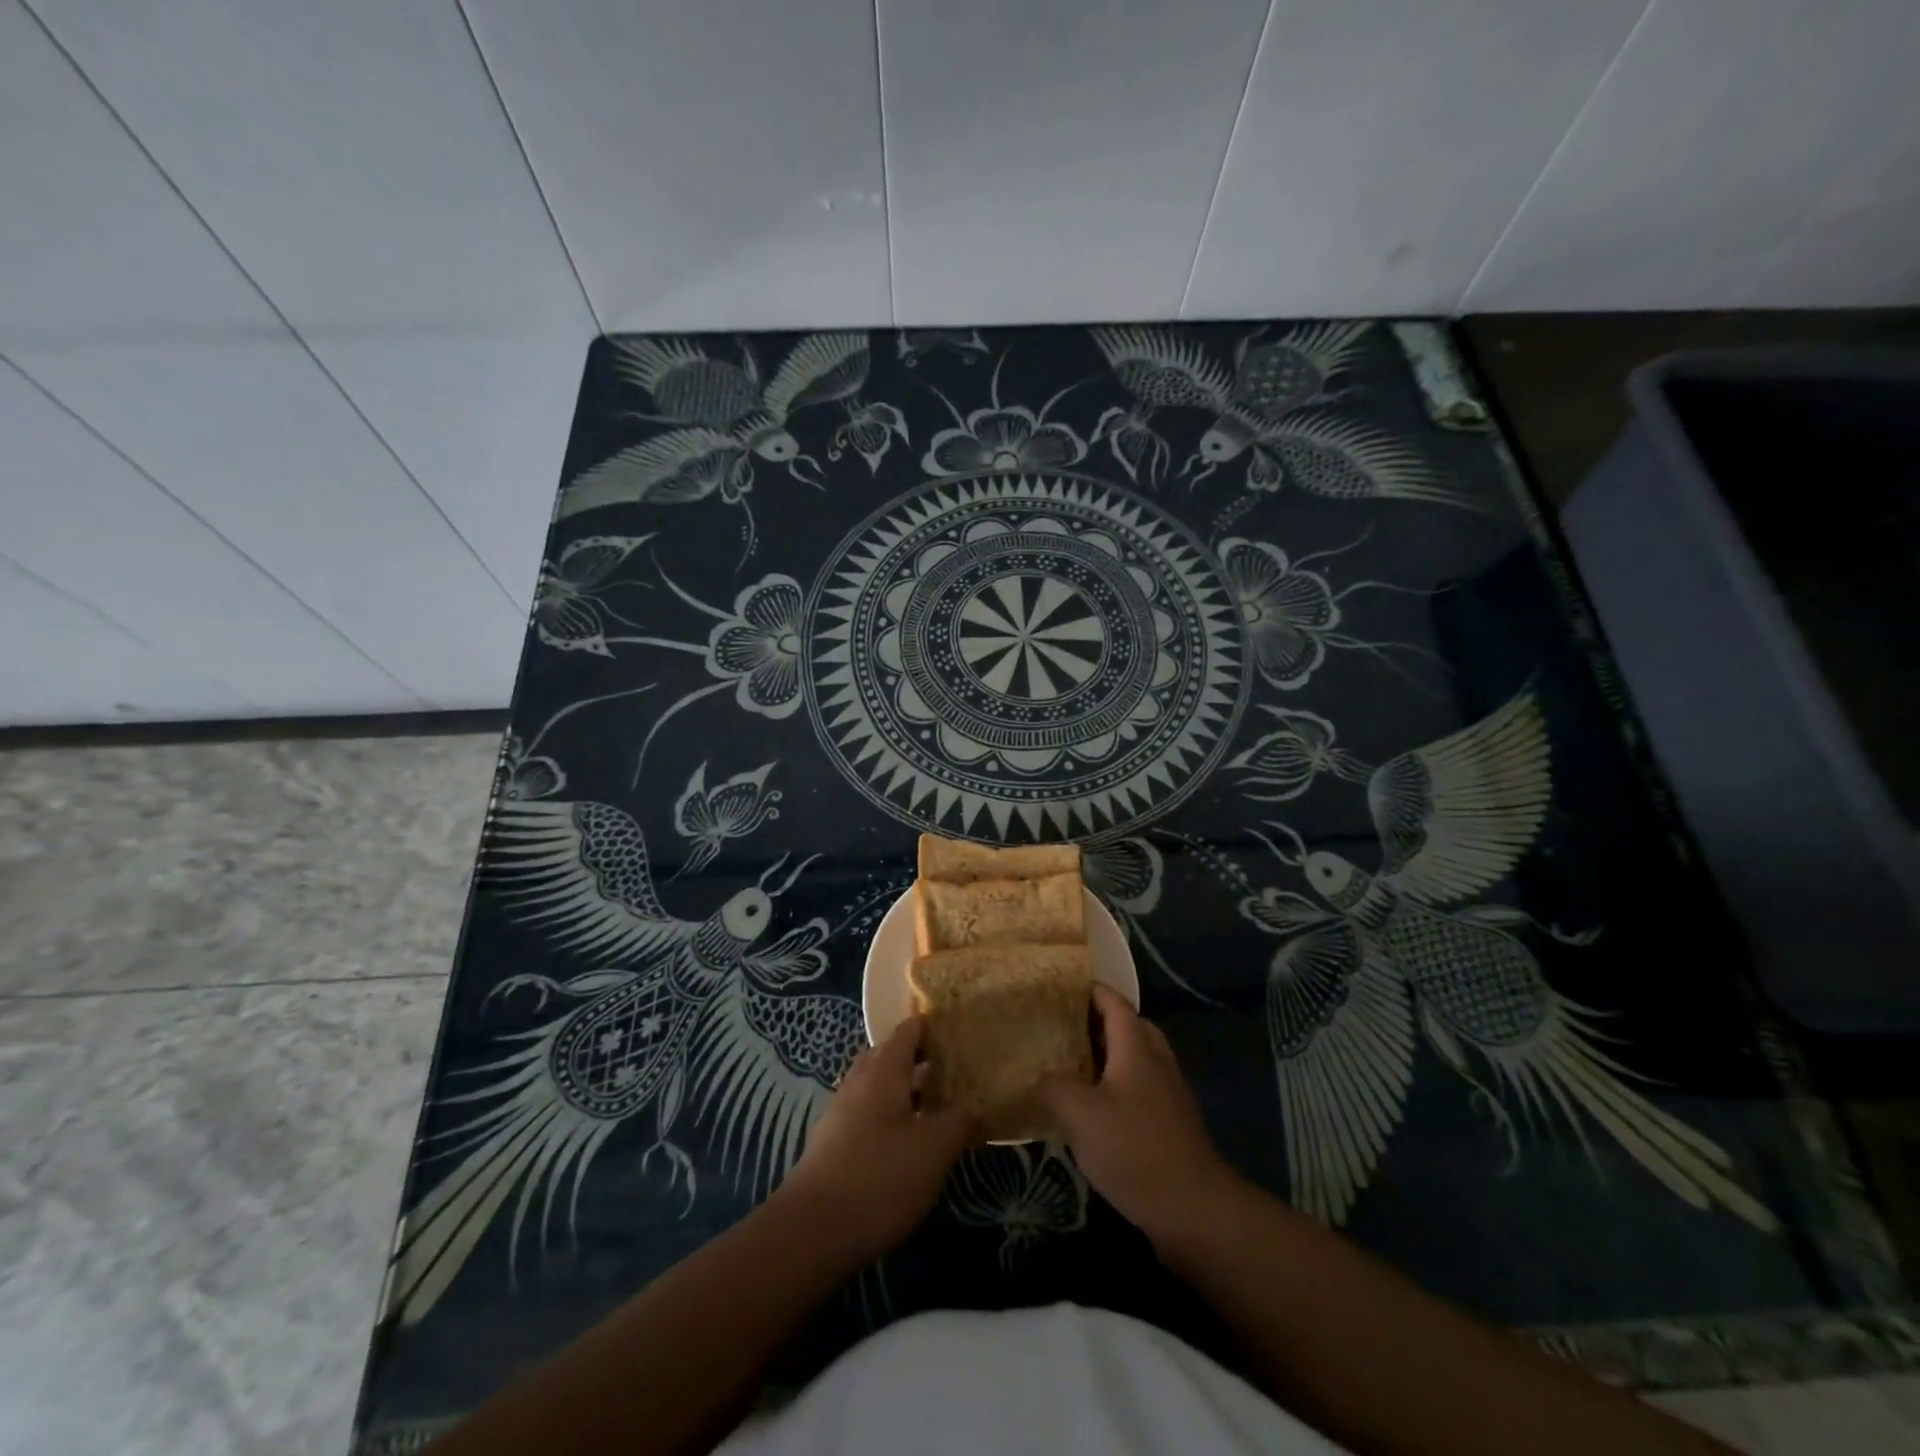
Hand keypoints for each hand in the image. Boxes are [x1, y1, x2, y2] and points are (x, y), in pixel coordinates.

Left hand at [778, 1017, 975, 1264]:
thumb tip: (978, 1108)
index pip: (908, 1031)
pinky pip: (865, 1112)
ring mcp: (840, 1112)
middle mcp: (859, 1081)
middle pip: (888, 1055)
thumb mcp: (934, 1149)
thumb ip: (960, 1122)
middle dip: (917, 1055)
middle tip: (950, 1065)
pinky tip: (905, 1139)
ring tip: (934, 1102)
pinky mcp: (832, 1143)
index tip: (957, 1027)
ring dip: (902, 1087)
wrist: (812, 1230)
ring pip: (876, 1085)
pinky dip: (888, 1113)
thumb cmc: (880, 1177)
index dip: (931, 1025)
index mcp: (883, 1070)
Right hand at [1036, 985, 1241, 1249]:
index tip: (1061, 987)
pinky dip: (1117, 1087)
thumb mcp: (1079, 1113)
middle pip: (1130, 1028)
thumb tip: (1038, 1078)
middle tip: (1064, 1027)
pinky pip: (1140, 1091)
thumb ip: (1052, 1086)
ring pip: (1136, 1061)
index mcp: (1137, 1048)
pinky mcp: (1171, 1126)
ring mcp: (1169, 1095)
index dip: (1090, 990)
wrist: (1192, 1210)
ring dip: (1108, 1057)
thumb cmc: (1133, 1148)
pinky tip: (1094, 1112)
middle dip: (1099, 1022)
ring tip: (1073, 1066)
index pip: (1115, 1003)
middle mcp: (1157, 1063)